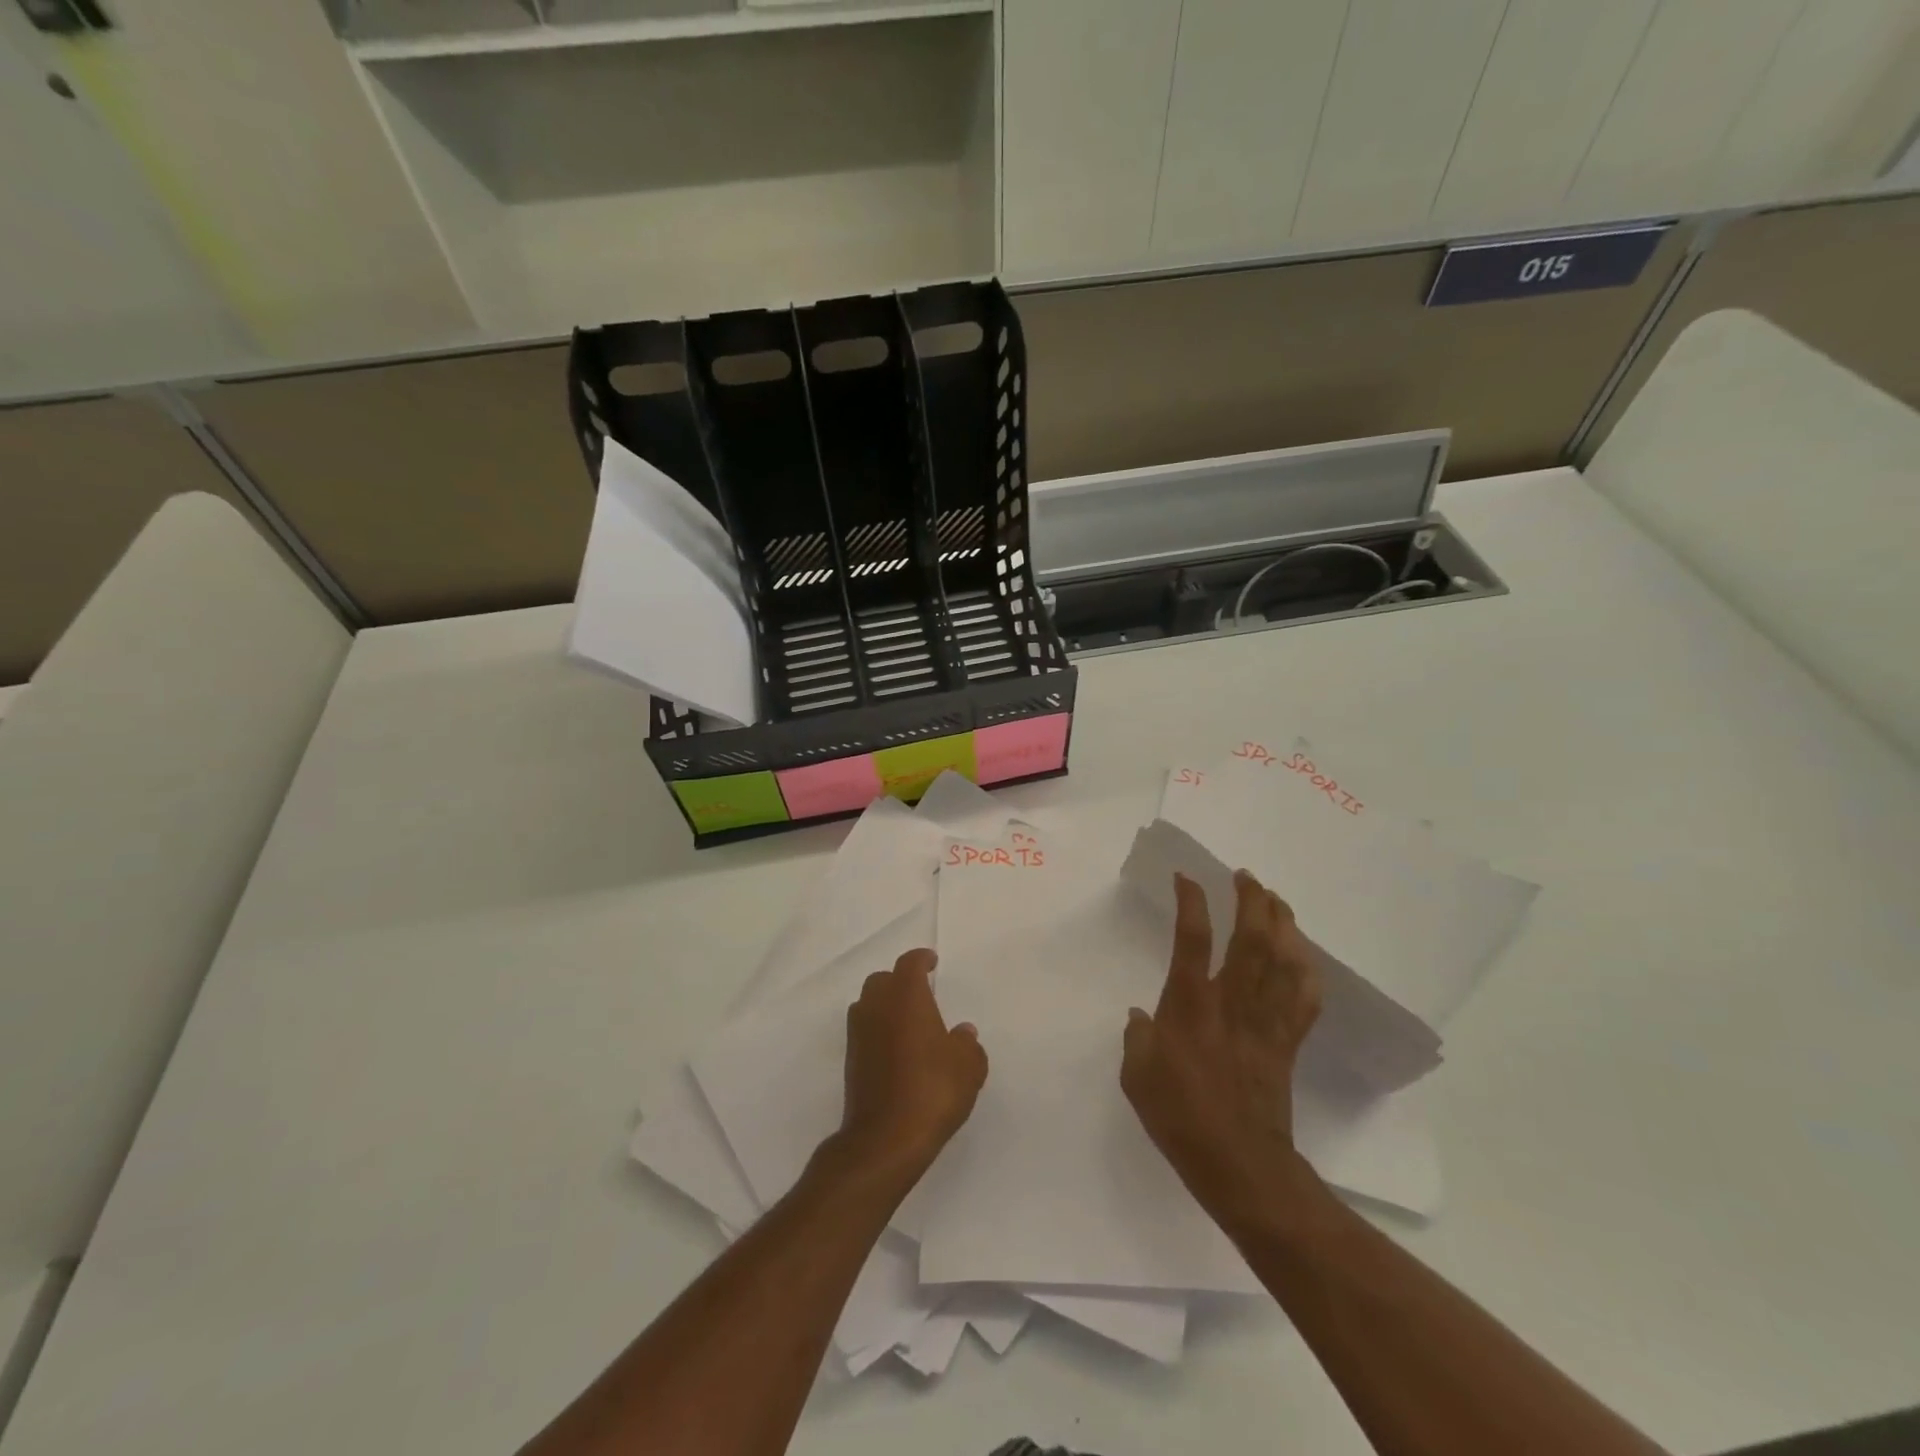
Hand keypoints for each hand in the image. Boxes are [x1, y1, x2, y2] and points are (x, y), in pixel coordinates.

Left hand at [838, 949, 987, 1180]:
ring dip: (885, 1005)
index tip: (932, 962)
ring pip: (868, 1004)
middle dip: (899, 981)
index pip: (909, 964)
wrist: (886, 1139)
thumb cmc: (932, 1090)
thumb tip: (962, 1033)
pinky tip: (897, 1051)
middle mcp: (877, 1007)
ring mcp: (859, 1034)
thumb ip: (967, 1044)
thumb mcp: (968, 1066)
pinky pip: (864, 1031)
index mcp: (906, 997)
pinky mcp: (851, 1061)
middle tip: (920, 993)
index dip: (921, 959)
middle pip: (882, 980)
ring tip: (908, 1022)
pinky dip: (878, 1031)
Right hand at [1121, 870, 1321, 1217]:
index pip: (1192, 939)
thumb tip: (1139, 1016)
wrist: (1240, 1165)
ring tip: (1276, 900)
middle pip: (1251, 939)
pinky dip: (1308, 972)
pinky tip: (1304, 956)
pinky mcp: (1287, 1043)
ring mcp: (1265, 1021)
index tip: (1187, 877)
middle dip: (1251, 901)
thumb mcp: (1137, 1076)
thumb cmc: (1180, 1118)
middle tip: (1245, 877)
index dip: (1191, 902)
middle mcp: (1232, 1002)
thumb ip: (1136, 1038)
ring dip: (1283, 925)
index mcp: (1190, 1006)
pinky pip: (1305, 1000)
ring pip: (1283, 961)